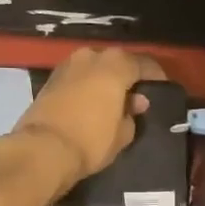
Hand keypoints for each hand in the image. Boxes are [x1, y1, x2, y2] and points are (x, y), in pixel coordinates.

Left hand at [8, 47, 165, 193]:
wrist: (42, 149)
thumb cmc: (90, 140)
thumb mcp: (122, 133)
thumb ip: (132, 114)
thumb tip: (135, 102)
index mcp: (115, 64)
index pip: (144, 64)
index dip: (155, 76)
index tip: (161, 88)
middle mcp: (92, 56)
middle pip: (117, 61)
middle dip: (127, 76)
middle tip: (136, 95)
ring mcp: (68, 65)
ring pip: (95, 67)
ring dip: (105, 79)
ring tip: (112, 99)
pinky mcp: (51, 79)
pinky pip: (78, 77)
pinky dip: (87, 85)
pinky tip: (91, 101)